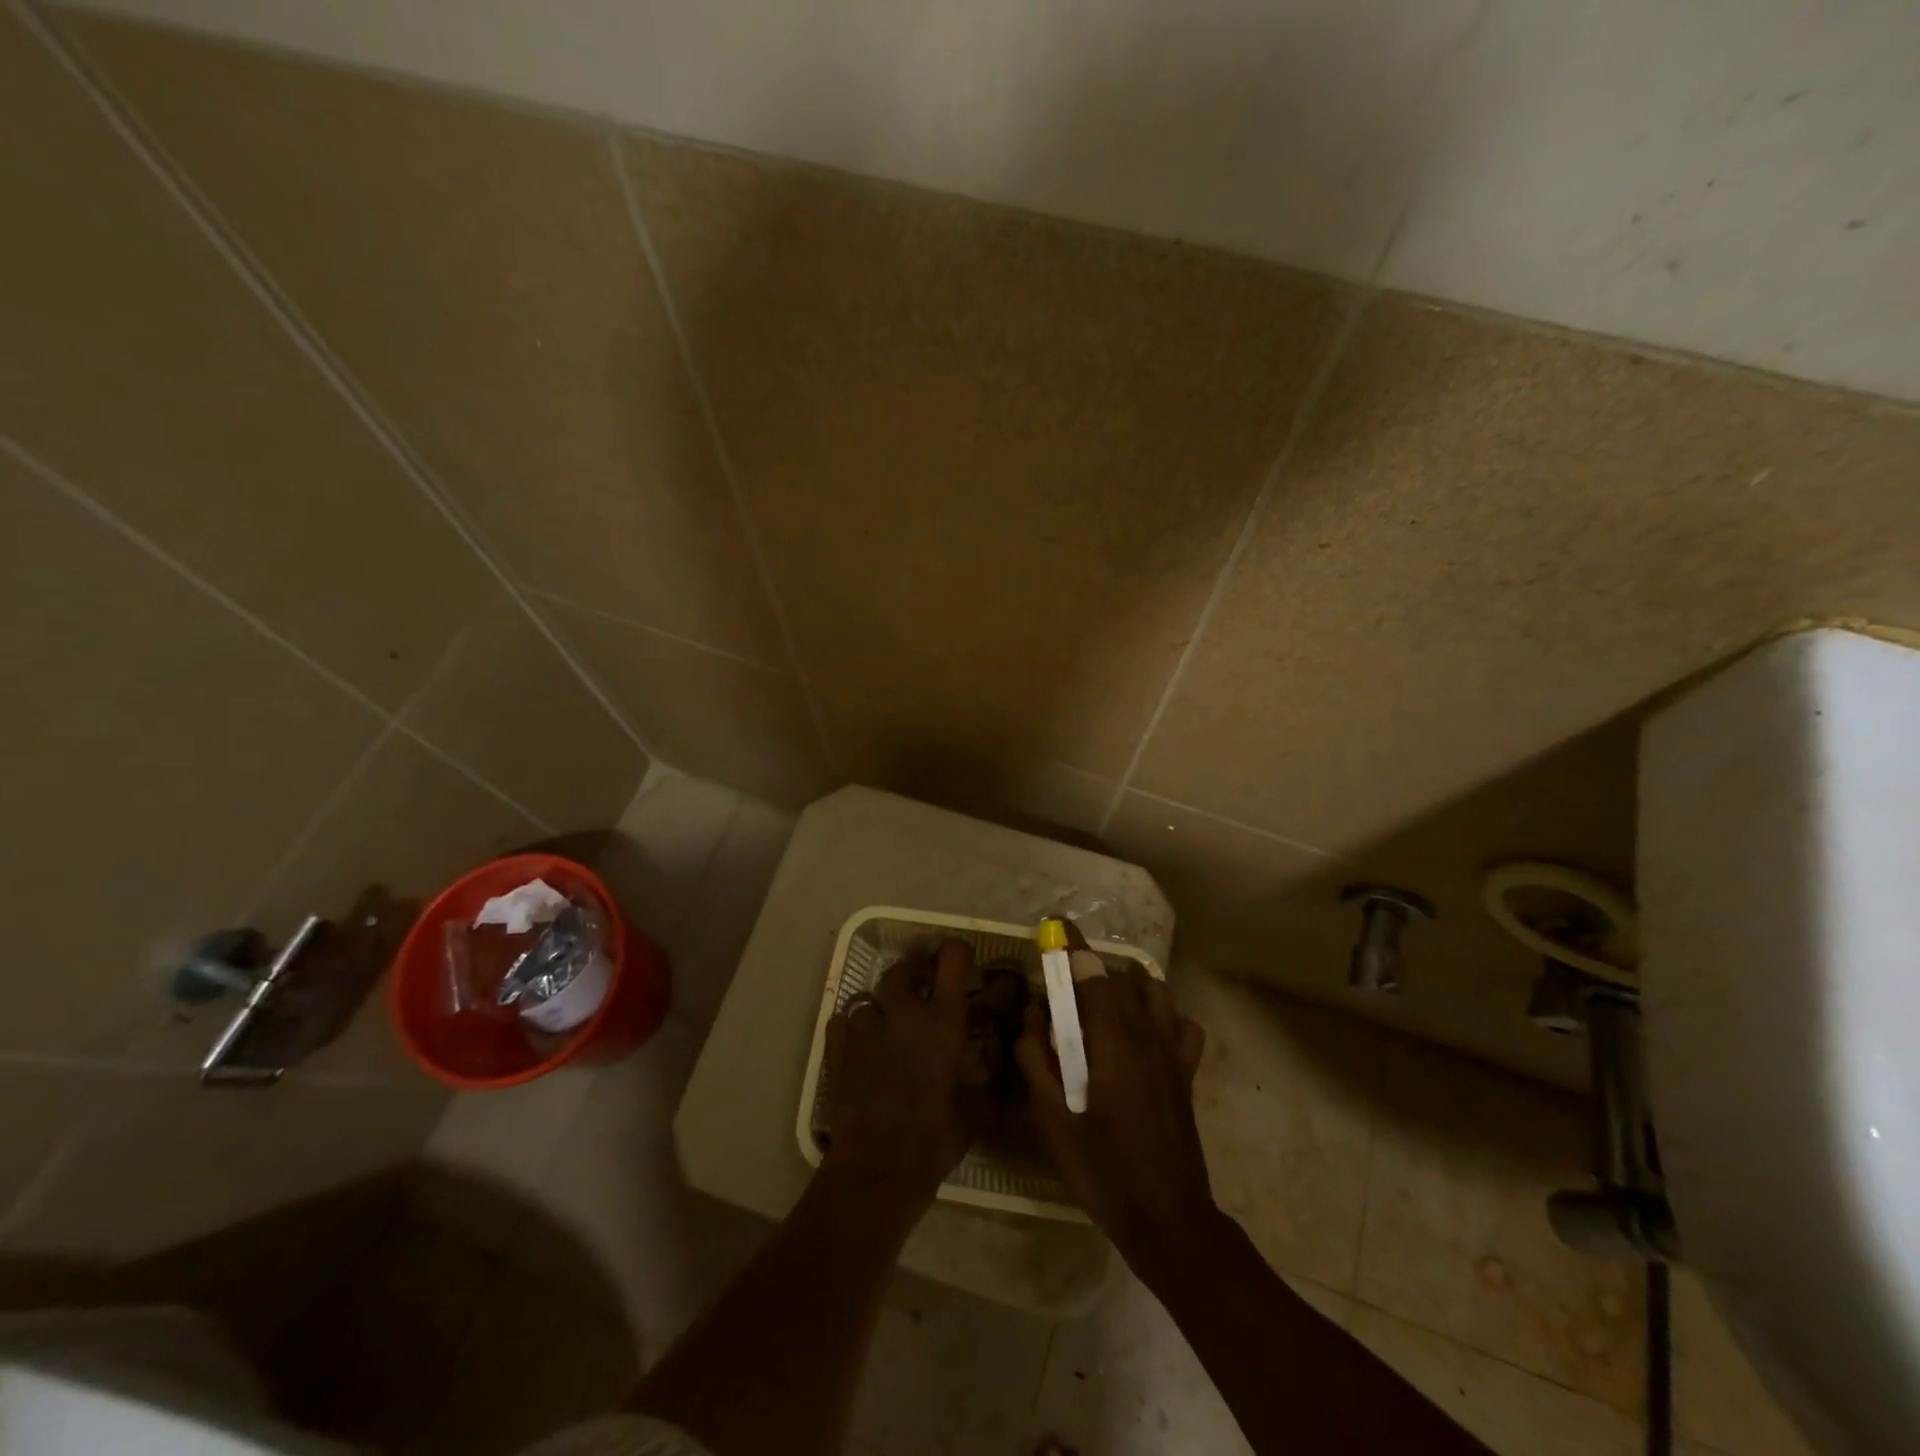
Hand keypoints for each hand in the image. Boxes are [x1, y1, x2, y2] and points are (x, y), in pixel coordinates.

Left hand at [822, 939, 974, 1205]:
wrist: (879, 1166)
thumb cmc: (935, 1137)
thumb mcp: (976, 1109)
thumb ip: (986, 1078)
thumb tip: (998, 1064)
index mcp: (943, 1021)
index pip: (952, 960)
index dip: (956, 952)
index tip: (959, 959)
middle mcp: (904, 1013)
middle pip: (902, 969)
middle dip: (910, 972)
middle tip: (918, 985)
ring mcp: (867, 1028)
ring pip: (868, 997)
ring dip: (878, 1005)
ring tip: (884, 1022)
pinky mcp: (838, 1048)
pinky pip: (842, 1020)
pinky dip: (850, 1026)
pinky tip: (857, 1043)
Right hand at [1016, 961, 1214, 1269]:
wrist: (1167, 1217)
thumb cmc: (1102, 1169)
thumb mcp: (1051, 1119)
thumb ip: (1036, 1059)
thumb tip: (1032, 1015)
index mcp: (1112, 1041)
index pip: (1092, 975)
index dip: (1072, 947)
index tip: (1055, 924)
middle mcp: (1147, 1034)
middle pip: (1120, 979)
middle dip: (1089, 969)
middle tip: (1062, 986)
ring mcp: (1173, 1052)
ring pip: (1155, 992)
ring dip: (1127, 984)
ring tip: (1102, 1002)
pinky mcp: (1186, 1071)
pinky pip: (1182, 1024)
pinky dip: (1163, 1015)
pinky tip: (1144, 1032)